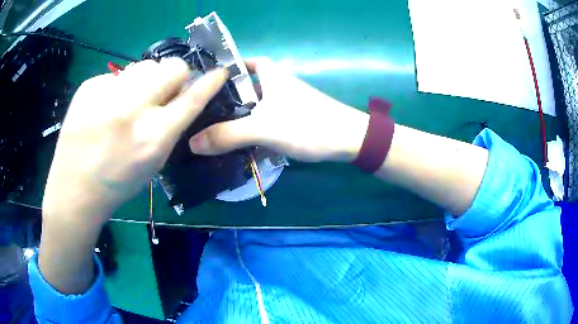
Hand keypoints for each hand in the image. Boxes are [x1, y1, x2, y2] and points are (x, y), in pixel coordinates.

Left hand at [43, 58, 227, 223]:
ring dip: (145, 80)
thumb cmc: (117, 182)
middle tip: (162, 90)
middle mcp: (133, 109)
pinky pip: (116, 76)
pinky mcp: (89, 86)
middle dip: (175, 75)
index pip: (192, 98)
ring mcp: (108, 94)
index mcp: (153, 137)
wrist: (74, 188)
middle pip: (172, 67)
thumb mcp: (153, 163)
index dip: (209, 82)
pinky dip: (116, 89)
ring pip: (144, 65)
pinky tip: (104, 108)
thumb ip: (170, 128)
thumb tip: (179, 96)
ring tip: (128, 101)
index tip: (219, 71)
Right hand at [188, 58, 369, 161]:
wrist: (350, 140)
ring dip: (239, 114)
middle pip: (246, 85)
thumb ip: (228, 135)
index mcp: (271, 76)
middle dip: (227, 96)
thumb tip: (193, 143)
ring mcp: (287, 102)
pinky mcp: (293, 119)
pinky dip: (253, 127)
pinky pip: (265, 119)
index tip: (207, 82)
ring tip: (215, 127)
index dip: (227, 68)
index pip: (245, 62)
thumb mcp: (263, 129)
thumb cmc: (307, 124)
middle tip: (204, 110)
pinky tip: (241, 141)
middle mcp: (278, 84)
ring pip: (255, 104)